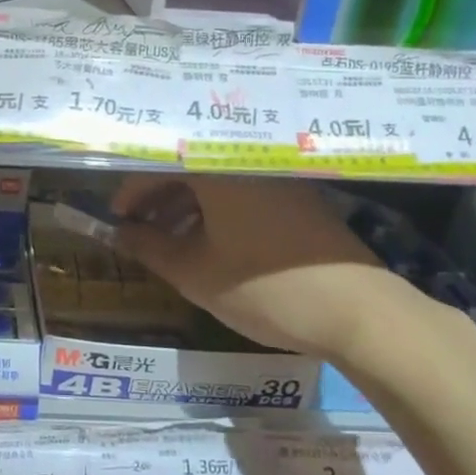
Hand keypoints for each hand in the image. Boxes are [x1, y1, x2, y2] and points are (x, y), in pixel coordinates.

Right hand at [112, 175, 441, 363]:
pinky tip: (210, 245)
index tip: (116, 218)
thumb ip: (148, 247)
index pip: (159, 165)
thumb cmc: (265, 288)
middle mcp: (246, 161)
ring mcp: (277, 178)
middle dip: (157, 200)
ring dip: (185, 208)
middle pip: (188, 168)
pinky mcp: (298, 198)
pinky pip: (242, 193)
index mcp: (217, 169)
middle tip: (137, 232)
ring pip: (216, 182)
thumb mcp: (194, 273)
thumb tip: (118, 233)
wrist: (359, 312)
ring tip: (168, 244)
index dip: (131, 192)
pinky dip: (216, 213)